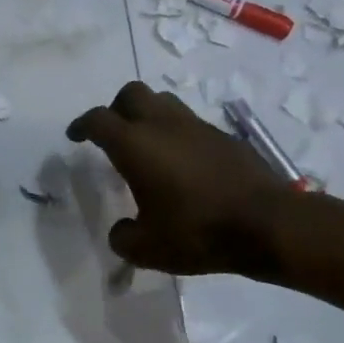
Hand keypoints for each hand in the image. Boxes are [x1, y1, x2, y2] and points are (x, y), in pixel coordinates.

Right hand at [66, 82, 290, 274]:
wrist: (268, 224)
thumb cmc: (198, 232)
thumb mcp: (147, 249)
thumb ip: (123, 237)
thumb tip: (121, 230)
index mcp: (136, 145)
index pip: (99, 120)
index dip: (81, 125)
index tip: (75, 136)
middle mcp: (164, 125)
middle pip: (131, 94)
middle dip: (114, 108)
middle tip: (111, 135)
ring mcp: (197, 127)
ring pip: (163, 102)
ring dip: (147, 115)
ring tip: (145, 145)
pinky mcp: (223, 137)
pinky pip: (189, 122)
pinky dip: (175, 133)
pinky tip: (179, 163)